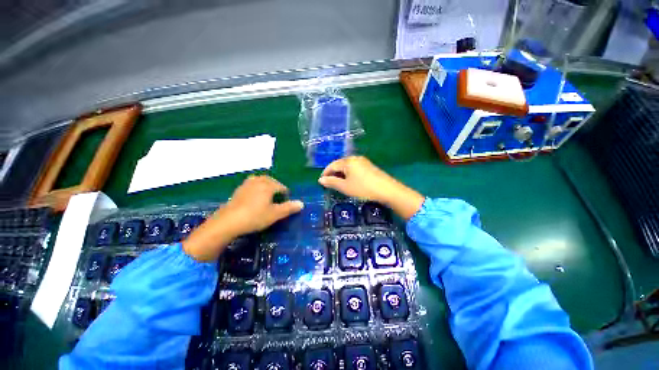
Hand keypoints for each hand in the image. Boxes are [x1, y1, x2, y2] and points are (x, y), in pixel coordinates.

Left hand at [183, 176, 302, 260]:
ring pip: (259, 180)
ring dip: (266, 185)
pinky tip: (254, 196)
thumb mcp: (275, 214)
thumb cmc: (255, 217)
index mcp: (268, 186)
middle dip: (276, 186)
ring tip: (267, 194)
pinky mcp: (238, 190)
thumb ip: (289, 208)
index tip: (287, 202)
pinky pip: (251, 184)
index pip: (281, 186)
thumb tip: (302, 203)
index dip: (286, 193)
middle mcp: (257, 181)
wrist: (228, 222)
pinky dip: (256, 187)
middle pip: (270, 180)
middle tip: (279, 196)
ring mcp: (246, 185)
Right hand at [318, 156, 423, 219]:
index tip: (321, 181)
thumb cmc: (363, 188)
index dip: (325, 173)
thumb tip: (320, 180)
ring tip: (339, 183)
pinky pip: (355, 168)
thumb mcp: (345, 187)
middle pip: (340, 164)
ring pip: (348, 166)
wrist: (387, 190)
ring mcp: (363, 161)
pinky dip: (349, 174)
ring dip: (341, 174)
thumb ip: (332, 182)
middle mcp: (355, 158)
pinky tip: (351, 181)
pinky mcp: (369, 166)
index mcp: (347, 161)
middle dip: (333, 173)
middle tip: (329, 183)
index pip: (332, 165)